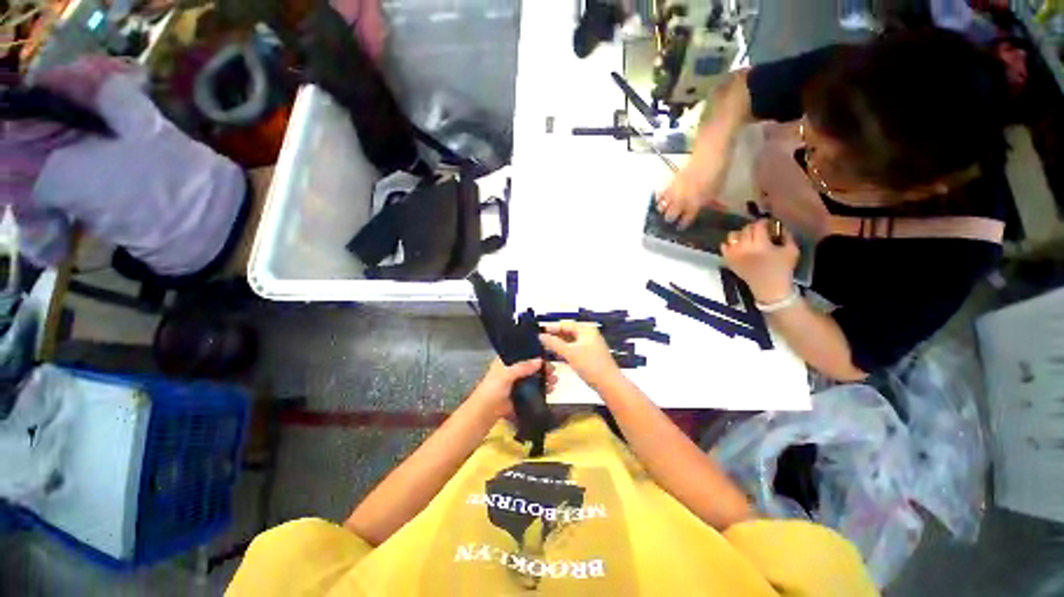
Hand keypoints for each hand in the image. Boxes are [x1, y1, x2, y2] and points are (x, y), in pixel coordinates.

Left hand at [471, 358, 556, 417]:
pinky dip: (541, 389)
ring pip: (532, 378)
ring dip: (543, 378)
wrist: (484, 413)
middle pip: (530, 366)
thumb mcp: (506, 374)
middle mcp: (511, 370)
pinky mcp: (519, 395)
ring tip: (555, 381)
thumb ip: (523, 367)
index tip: (548, 355)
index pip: (522, 353)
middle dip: (542, 368)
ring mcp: (515, 383)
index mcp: (505, 361)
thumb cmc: (492, 389)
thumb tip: (540, 360)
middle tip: (553, 370)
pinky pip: (532, 390)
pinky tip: (550, 390)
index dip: (534, 353)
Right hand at [539, 322, 620, 390]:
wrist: (609, 384)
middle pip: (568, 331)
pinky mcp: (590, 355)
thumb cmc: (589, 364)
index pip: (565, 324)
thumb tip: (541, 335)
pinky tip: (557, 355)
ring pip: (571, 341)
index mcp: (586, 329)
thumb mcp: (569, 352)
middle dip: (555, 335)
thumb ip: (554, 343)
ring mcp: (590, 344)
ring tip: (545, 347)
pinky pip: (575, 348)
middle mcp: (589, 334)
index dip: (551, 327)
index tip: (538, 331)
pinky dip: (566, 350)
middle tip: (540, 340)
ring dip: (559, 343)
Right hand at [656, 159, 728, 229]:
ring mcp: (676, 191)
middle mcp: (683, 199)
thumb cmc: (718, 171)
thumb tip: (702, 207)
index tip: (680, 227)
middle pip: (672, 213)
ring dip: (663, 210)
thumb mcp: (717, 189)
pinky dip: (659, 198)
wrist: (710, 152)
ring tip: (662, 212)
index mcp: (696, 203)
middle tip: (669, 221)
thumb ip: (707, 200)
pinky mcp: (672, 181)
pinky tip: (658, 200)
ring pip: (664, 205)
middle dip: (670, 218)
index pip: (687, 218)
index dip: (683, 223)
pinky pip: (662, 193)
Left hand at [721, 219, 798, 304]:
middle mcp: (744, 248)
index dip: (763, 222)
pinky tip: (738, 246)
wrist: (769, 288)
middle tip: (759, 231)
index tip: (768, 223)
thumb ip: (786, 235)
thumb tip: (778, 225)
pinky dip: (729, 244)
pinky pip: (723, 247)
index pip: (758, 226)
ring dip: (740, 234)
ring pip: (732, 236)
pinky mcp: (728, 260)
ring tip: (747, 238)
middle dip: (753, 228)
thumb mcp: (792, 250)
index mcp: (760, 245)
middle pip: (745, 229)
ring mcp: (734, 254)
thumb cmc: (782, 269)